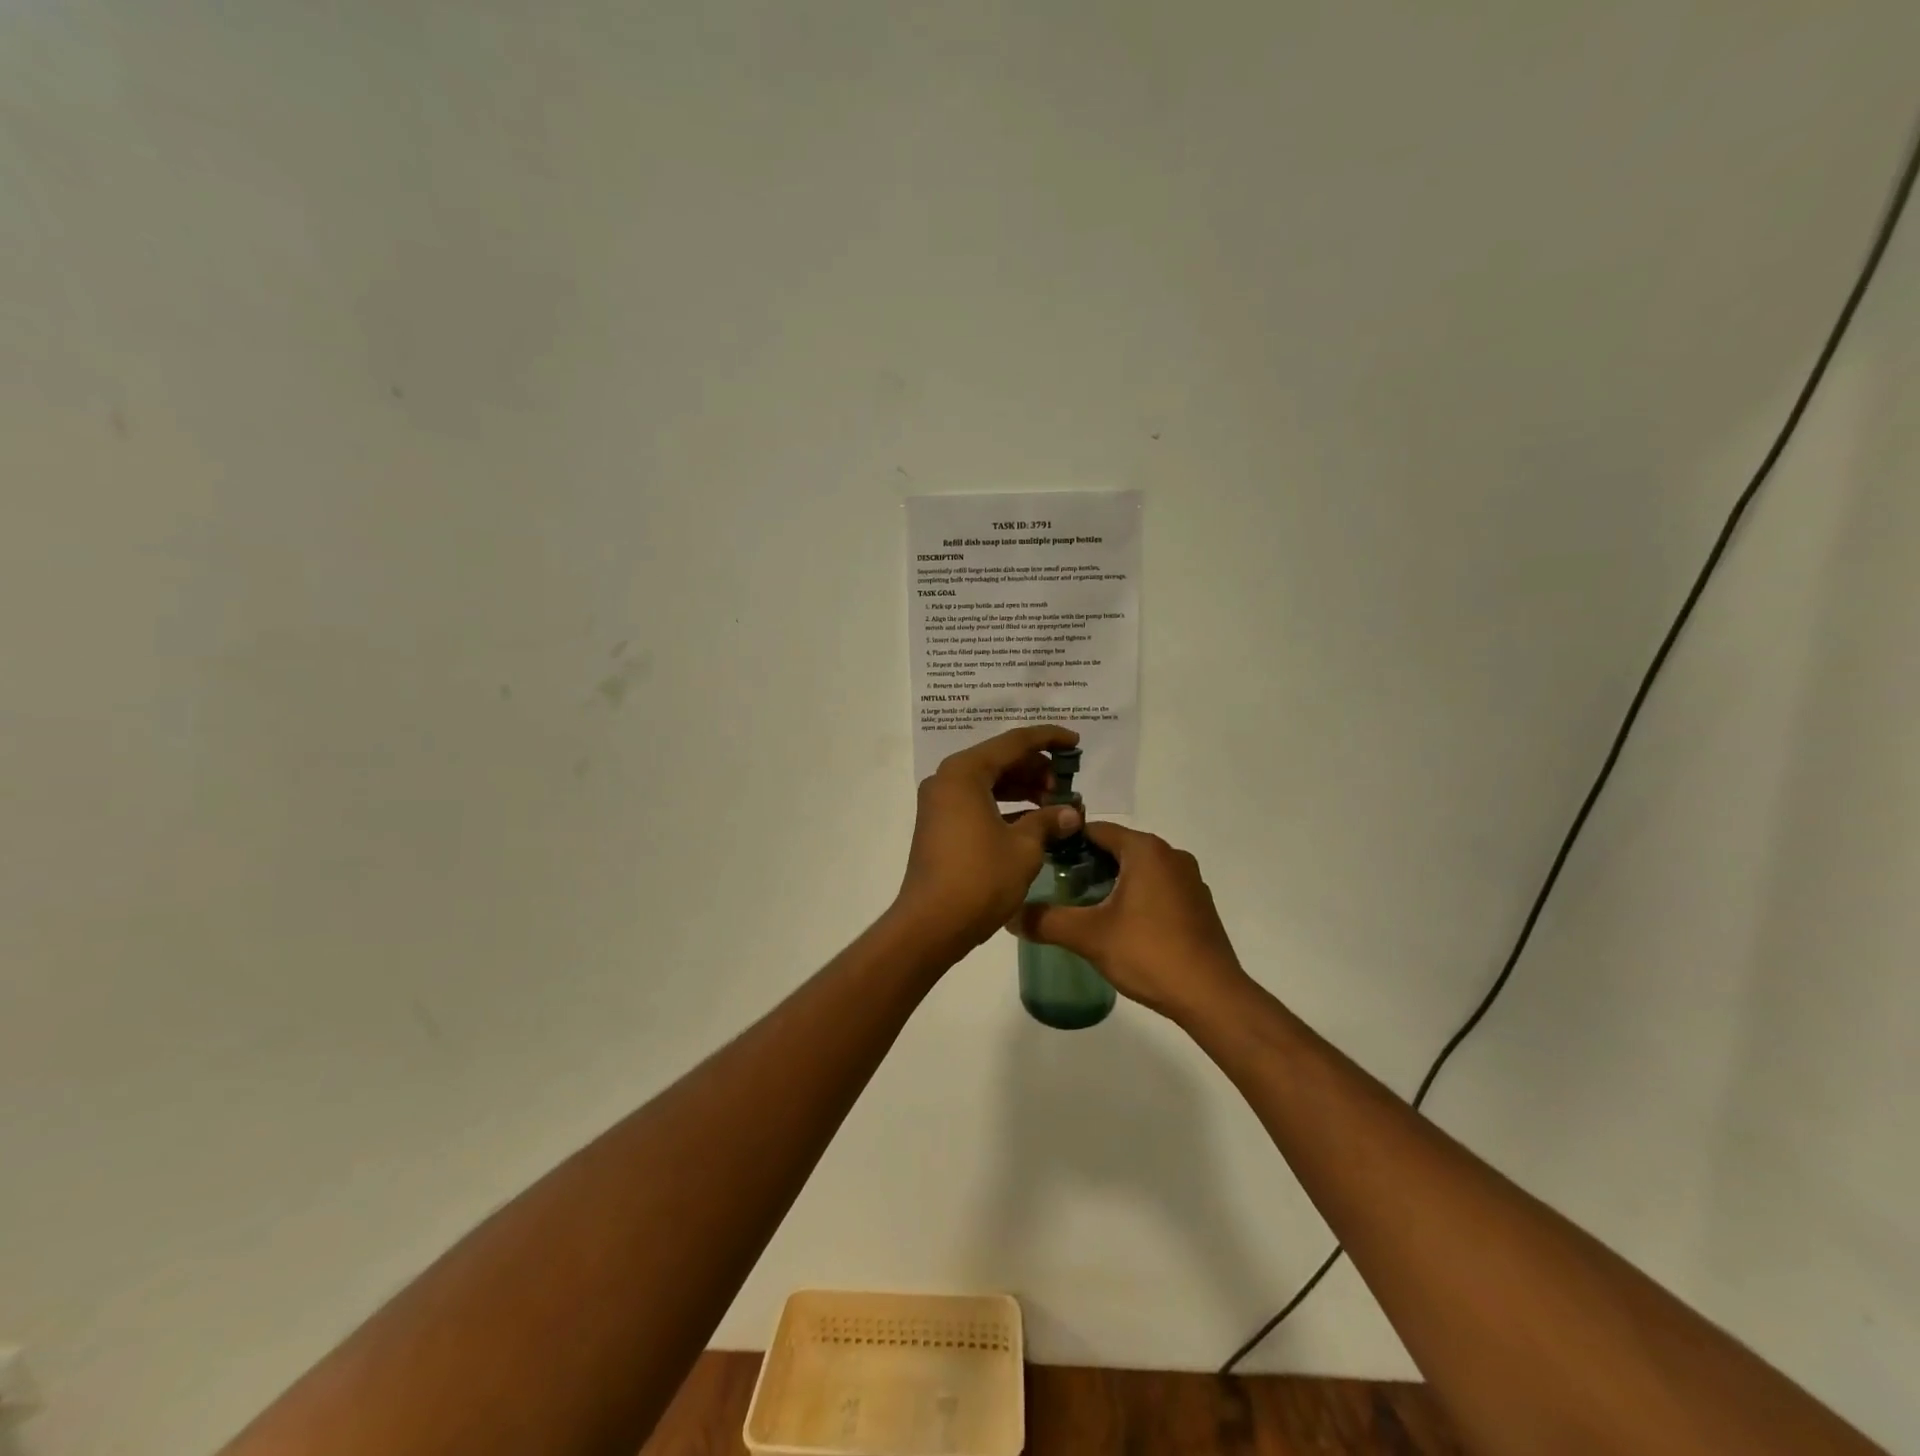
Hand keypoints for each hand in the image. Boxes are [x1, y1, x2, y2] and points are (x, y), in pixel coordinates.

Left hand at [892, 725, 1085, 955]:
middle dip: (1036, 769)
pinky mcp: (940, 825)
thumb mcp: (1023, 847)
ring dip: (1022, 788)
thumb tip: (1071, 813)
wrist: (931, 924)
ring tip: (1055, 804)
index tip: (1075, 742)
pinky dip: (1005, 806)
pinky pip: (978, 802)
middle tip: (1067, 785)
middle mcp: (948, 779)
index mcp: (965, 772)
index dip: (1048, 739)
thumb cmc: (980, 878)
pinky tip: (1033, 821)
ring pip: (989, 782)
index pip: (1014, 742)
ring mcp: (940, 803)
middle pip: (999, 760)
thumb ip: (1048, 821)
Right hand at [1012, 823, 1252, 1021]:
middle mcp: (1171, 855)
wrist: (1211, 996)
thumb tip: (1010, 915)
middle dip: (1088, 864)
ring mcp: (1189, 880)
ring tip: (1084, 907)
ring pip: (1139, 869)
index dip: (1067, 841)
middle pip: (1118, 848)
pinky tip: (1121, 925)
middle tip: (1058, 887)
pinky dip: (1136, 896)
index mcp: (1146, 850)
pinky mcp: (1199, 905)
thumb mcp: (1089, 936)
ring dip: (1112, 881)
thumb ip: (1046, 921)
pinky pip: (1158, 888)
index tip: (1042, 859)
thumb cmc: (1149, 953)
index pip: (1097, 829)